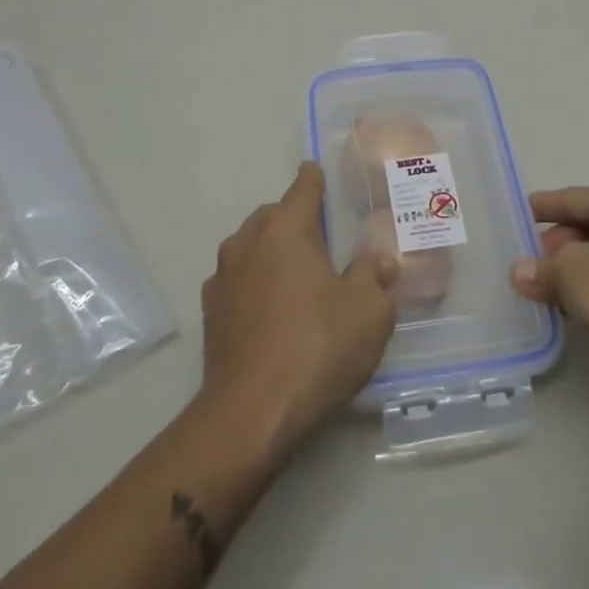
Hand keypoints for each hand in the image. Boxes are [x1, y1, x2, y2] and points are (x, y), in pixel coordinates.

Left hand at [200, 163, 399, 450]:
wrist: (251, 414)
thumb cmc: (317, 347)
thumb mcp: (368, 311)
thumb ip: (374, 277)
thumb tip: (377, 262)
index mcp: (284, 229)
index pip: (303, 188)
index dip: (316, 178)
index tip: (320, 173)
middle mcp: (247, 242)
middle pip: (274, 216)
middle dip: (295, 220)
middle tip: (324, 241)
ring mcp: (222, 279)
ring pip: (251, 248)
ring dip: (272, 253)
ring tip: (299, 278)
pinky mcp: (210, 314)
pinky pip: (238, 283)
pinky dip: (255, 285)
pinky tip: (274, 311)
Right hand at [511, 185, 588, 407]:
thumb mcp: (573, 275)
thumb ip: (542, 270)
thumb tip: (520, 273)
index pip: (574, 197)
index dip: (542, 207)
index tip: (516, 215)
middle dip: (557, 247)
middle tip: (527, 266)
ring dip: (575, 272)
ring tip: (545, 292)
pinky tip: (577, 311)